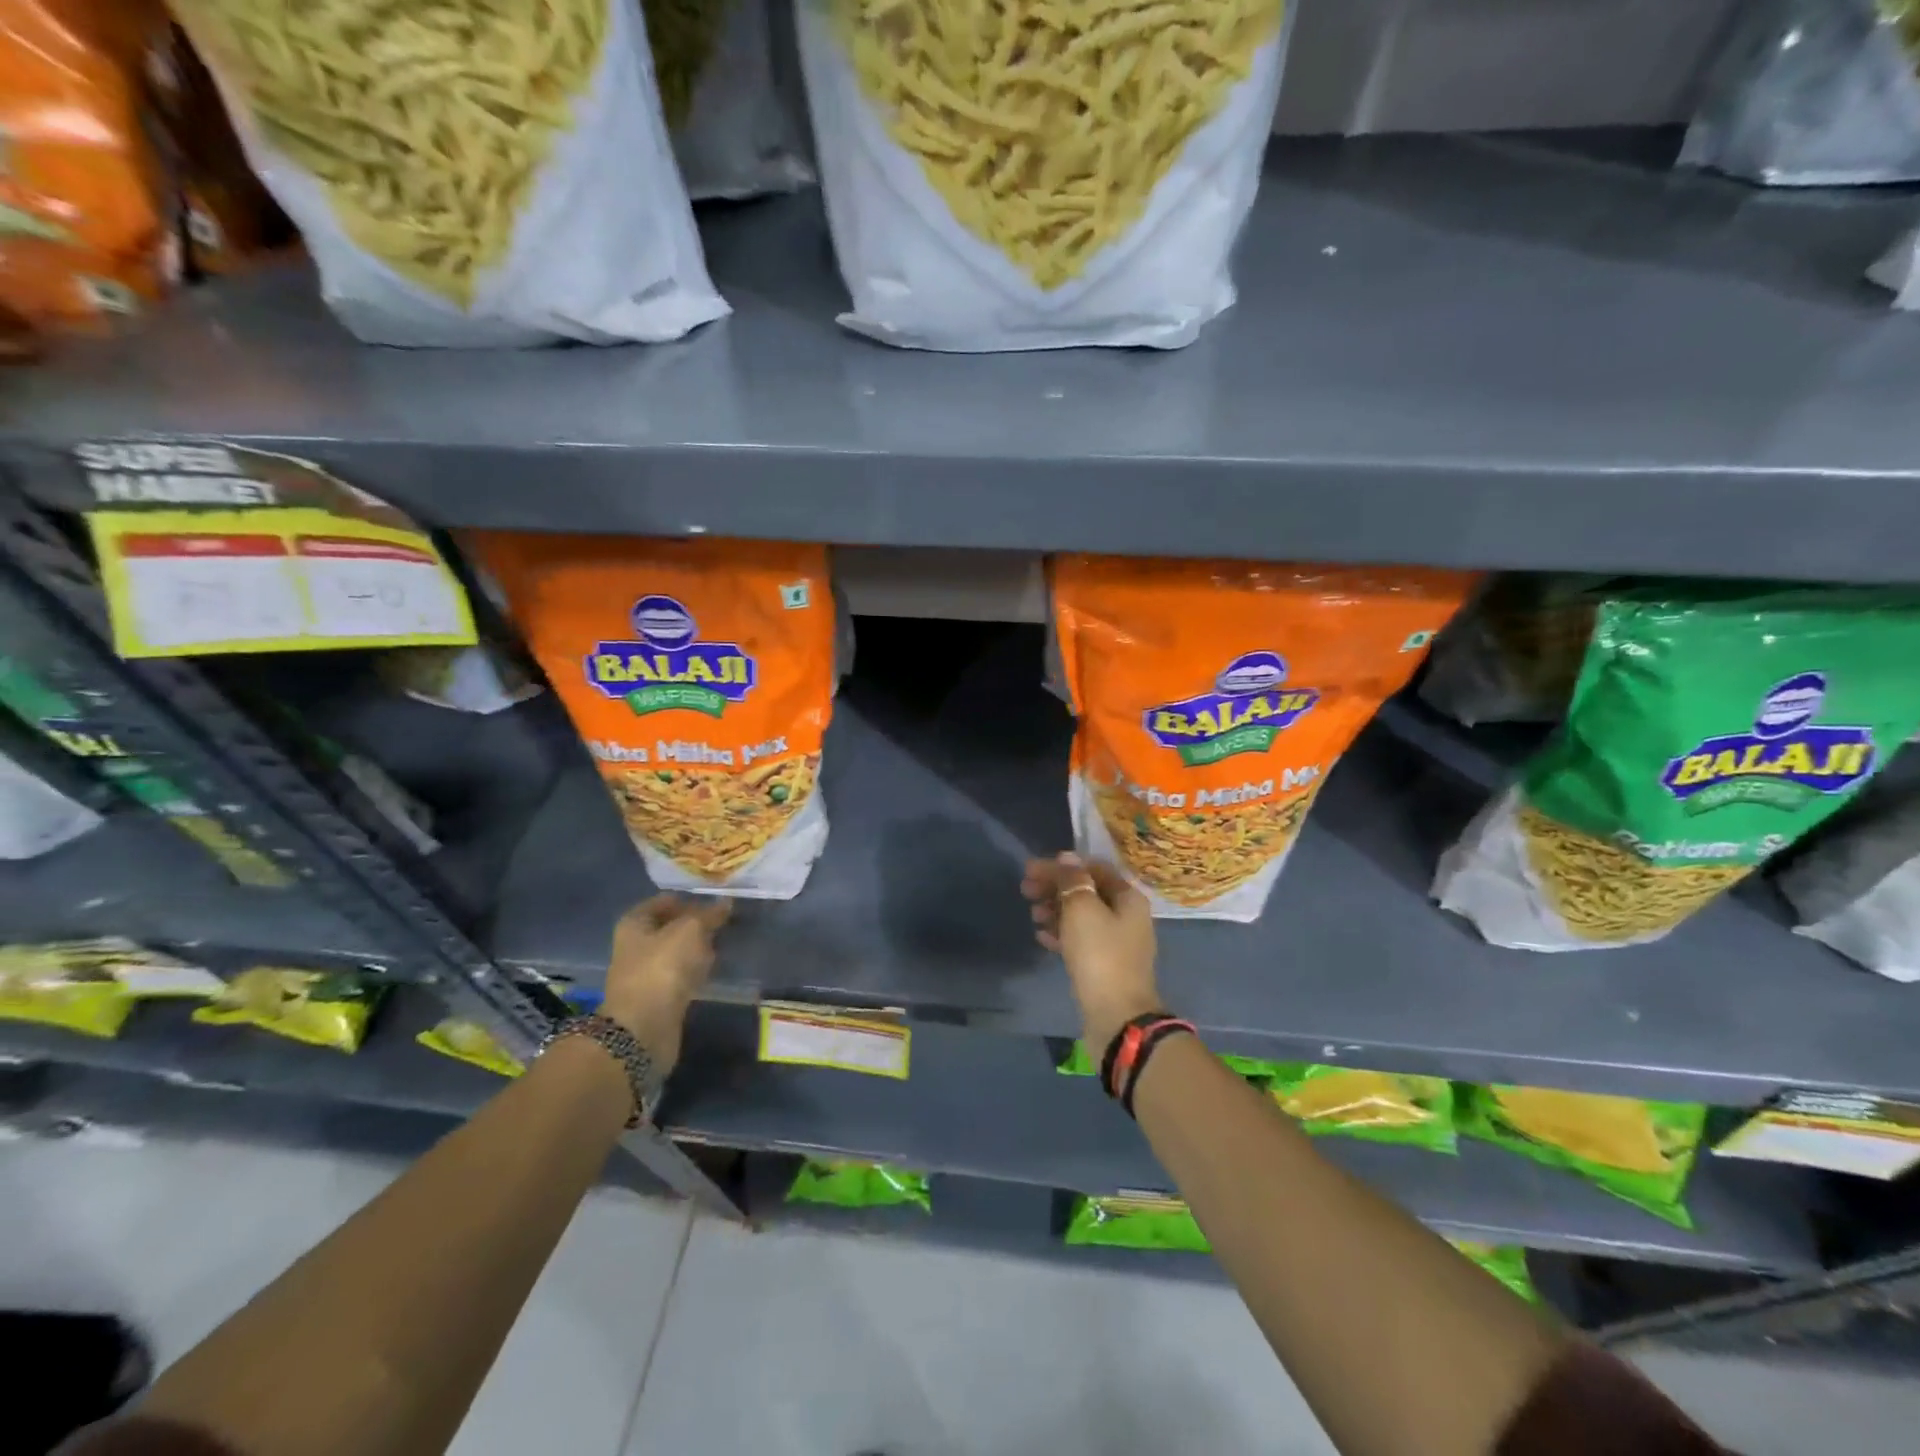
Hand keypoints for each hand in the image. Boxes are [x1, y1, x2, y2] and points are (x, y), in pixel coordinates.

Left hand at [600, 894, 730, 1071]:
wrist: (644, 1028)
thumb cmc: (662, 968)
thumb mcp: (690, 930)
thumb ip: (709, 914)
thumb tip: (726, 902)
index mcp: (635, 923)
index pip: (665, 901)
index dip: (690, 897)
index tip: (717, 897)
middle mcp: (636, 945)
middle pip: (671, 926)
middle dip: (697, 922)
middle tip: (726, 919)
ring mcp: (647, 972)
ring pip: (678, 951)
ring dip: (699, 946)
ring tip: (725, 940)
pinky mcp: (660, 996)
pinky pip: (682, 974)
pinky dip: (697, 969)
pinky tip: (715, 967)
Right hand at [1022, 853, 1161, 1053]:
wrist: (1116, 1017)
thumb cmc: (1100, 955)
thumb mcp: (1082, 909)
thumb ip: (1073, 879)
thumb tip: (1066, 858)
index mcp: (1128, 897)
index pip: (1092, 868)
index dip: (1061, 865)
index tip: (1031, 869)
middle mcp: (1127, 916)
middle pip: (1086, 891)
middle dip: (1055, 888)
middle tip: (1025, 890)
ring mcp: (1117, 943)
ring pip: (1082, 916)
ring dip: (1055, 910)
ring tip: (1032, 914)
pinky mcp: (1105, 965)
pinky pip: (1080, 940)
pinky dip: (1061, 933)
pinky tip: (1041, 936)